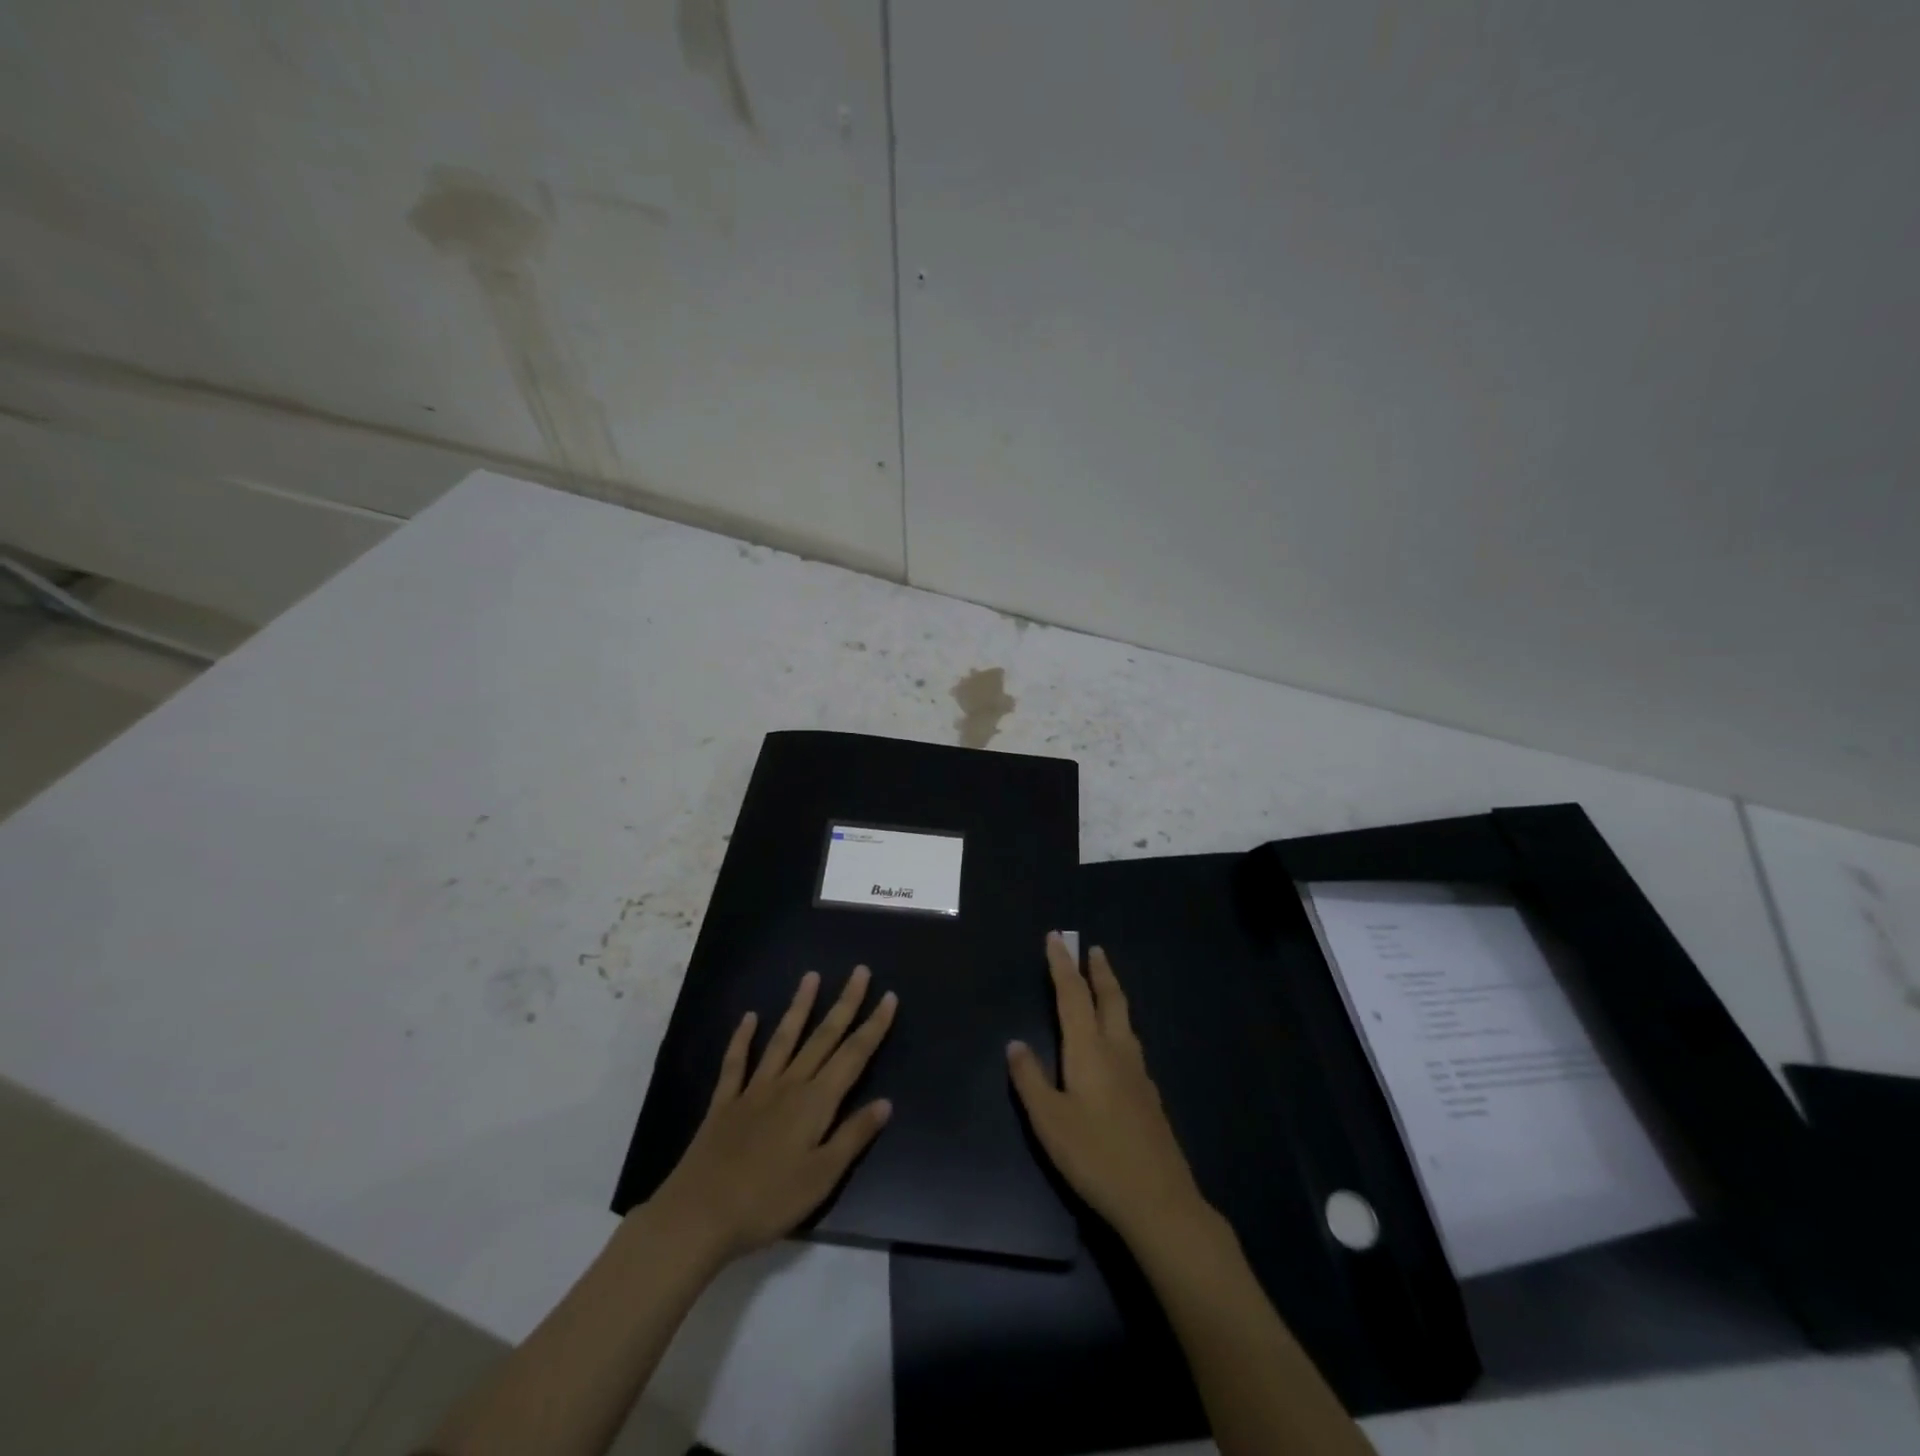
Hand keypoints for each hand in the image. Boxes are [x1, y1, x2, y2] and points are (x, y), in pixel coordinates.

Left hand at [647, 967, 897, 1269]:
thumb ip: (853, 1136)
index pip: (853, 1055)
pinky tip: (749, 1017)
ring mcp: (754, 1089)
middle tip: (860, 971)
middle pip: (823, 1036)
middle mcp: (789, 1084)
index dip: (873, 1026)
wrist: (699, 1215)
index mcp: (816, 1102)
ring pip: (783, 1038)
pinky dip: (742, 1038)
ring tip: (811, 977)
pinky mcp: (725, 1102)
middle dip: (845, 1003)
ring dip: (799, 1007)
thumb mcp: (822, 1178)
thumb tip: (885, 1102)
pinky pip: (736, 1062)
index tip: (889, 996)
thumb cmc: (768, 1201)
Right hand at [1008, 933, 1208, 1243]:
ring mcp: (1139, 1073)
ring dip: (1113, 994)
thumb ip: (1030, 1080)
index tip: (1056, 937)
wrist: (1158, 1200)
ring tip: (1105, 986)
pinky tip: (1118, 1045)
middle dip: (1099, 971)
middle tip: (1093, 948)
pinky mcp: (1150, 1096)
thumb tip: (1015, 1043)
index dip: (1062, 965)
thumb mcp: (1049, 1121)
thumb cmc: (1095, 1157)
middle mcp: (1117, 1051)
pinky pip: (1132, 1044)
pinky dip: (1121, 1026)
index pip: (1073, 995)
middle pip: (1110, 999)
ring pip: (1125, 1020)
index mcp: (1089, 1050)